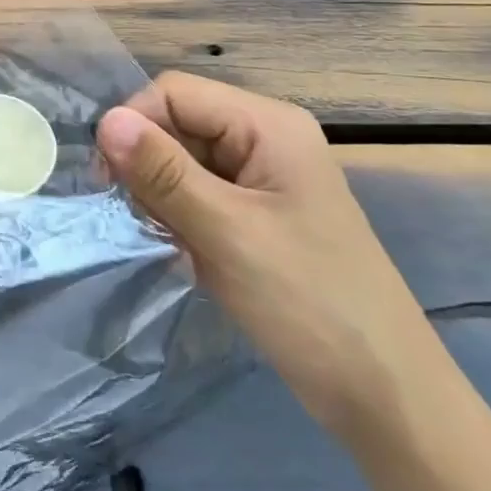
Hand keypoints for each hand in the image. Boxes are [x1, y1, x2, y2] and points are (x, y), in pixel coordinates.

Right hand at [96, 73, 432, 435]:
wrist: (385, 397)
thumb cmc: (310, 303)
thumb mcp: (227, 232)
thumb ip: (163, 172)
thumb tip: (105, 121)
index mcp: (267, 124)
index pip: (175, 93)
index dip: (136, 125)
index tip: (110, 181)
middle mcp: (264, 137)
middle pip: (179, 123)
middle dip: (149, 165)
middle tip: (140, 218)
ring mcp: (263, 176)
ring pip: (183, 159)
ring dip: (162, 194)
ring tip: (167, 240)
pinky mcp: (258, 212)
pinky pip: (198, 192)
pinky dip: (179, 215)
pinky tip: (183, 250)